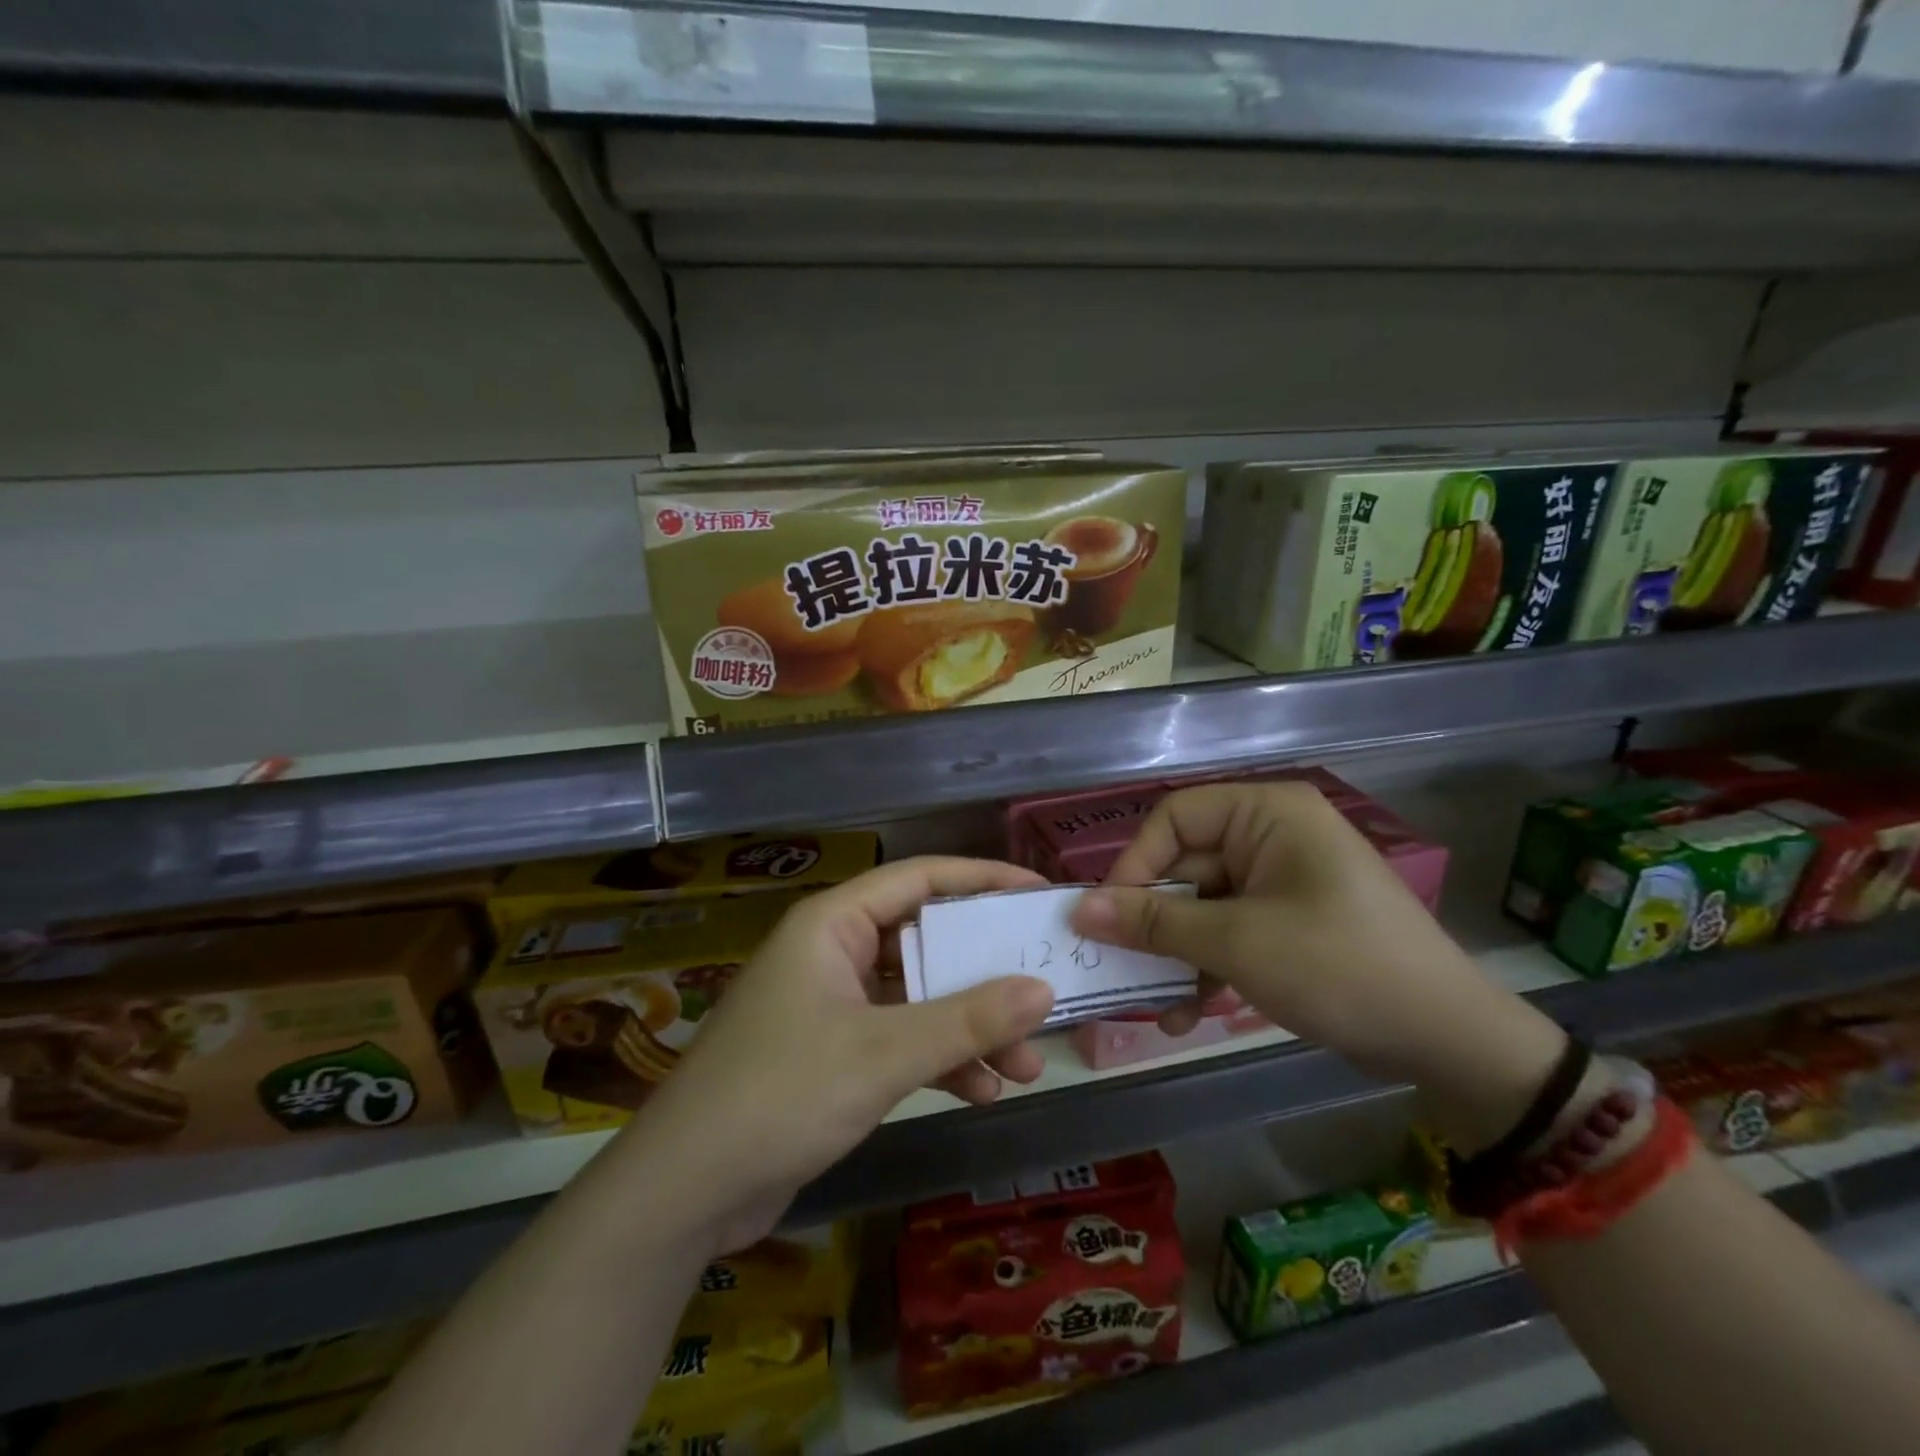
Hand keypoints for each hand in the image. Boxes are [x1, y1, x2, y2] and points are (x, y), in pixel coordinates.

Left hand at [619, 857, 1055, 1249]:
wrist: (685, 1192)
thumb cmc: (781, 1094)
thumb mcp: (884, 1053)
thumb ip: (967, 1020)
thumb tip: (1044, 990)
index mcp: (834, 923)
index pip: (920, 878)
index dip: (982, 879)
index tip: (1037, 895)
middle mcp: (834, 951)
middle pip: (925, 942)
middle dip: (984, 976)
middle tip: (1043, 993)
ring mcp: (833, 1003)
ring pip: (918, 997)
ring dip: (969, 1028)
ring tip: (1025, 1065)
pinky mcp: (833, 1052)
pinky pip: (900, 1038)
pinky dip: (939, 1059)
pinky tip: (981, 1091)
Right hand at [1069, 782, 1565, 1152]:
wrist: (1449, 1041)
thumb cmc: (1339, 967)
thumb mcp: (1238, 943)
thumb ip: (1154, 923)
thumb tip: (1078, 909)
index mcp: (1266, 814)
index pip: (1174, 819)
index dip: (1135, 864)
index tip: (1105, 917)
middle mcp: (1270, 837)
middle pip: (1184, 868)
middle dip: (1152, 924)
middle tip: (1114, 968)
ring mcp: (1279, 883)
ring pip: (1200, 908)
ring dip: (1174, 956)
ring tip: (1151, 1006)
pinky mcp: (1285, 924)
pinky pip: (1227, 934)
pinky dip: (1205, 969)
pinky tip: (1184, 1014)